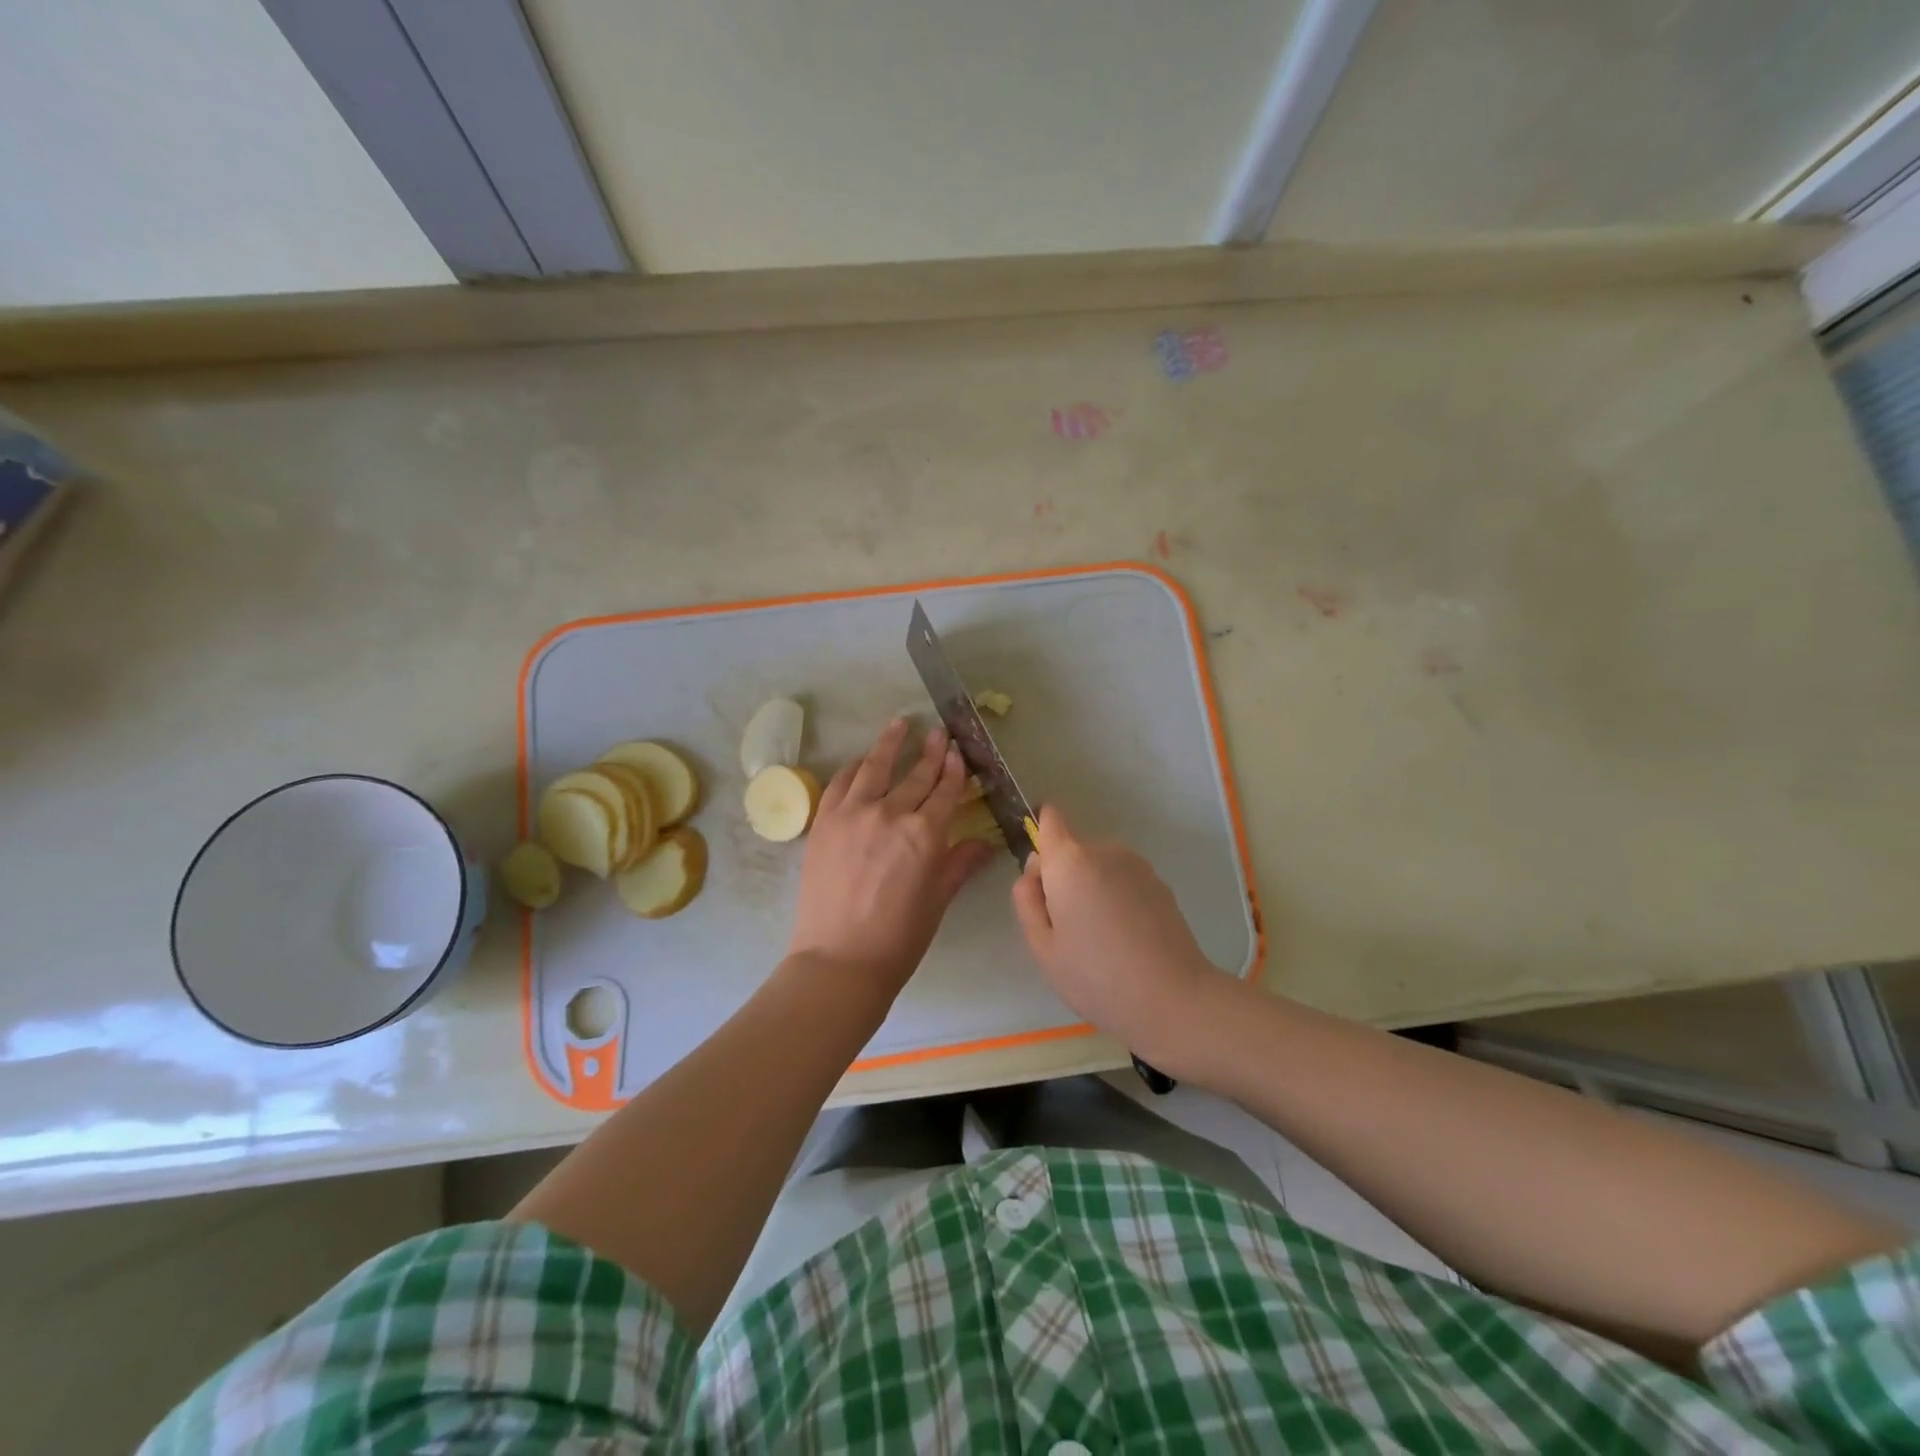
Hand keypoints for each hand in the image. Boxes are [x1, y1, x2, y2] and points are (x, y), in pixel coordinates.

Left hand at [787, 718, 994, 996]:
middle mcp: (891, 813)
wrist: (838, 960)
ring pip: (875, 767)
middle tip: (939, 732)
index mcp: (925, 834)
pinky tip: (860, 760)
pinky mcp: (824, 821)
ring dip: (890, 743)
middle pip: (915, 775)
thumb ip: (959, 864)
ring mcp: (853, 813)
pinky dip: (853, 768)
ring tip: (900, 723)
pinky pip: (840, 783)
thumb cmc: (899, 938)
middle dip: (930, 751)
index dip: (953, 769)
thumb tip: (985, 844)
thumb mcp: (938, 900)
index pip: (945, 791)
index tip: (958, 750)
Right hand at [1012, 804, 1227, 1067]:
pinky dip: (1118, 899)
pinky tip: (1126, 940)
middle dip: (1064, 878)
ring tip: (1100, 939)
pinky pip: (1123, 880)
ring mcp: (1137, 865)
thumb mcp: (1043, 948)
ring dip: (1092, 889)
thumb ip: (1027, 902)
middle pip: (1072, 850)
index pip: (1050, 820)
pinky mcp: (1160, 884)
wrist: (1172, 999)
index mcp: (1070, 862)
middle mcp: (1105, 851)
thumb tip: (1032, 876)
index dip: (1041, 839)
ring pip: (1098, 867)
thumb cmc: (1096, 977)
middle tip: (1068, 929)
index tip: (1043, 881)